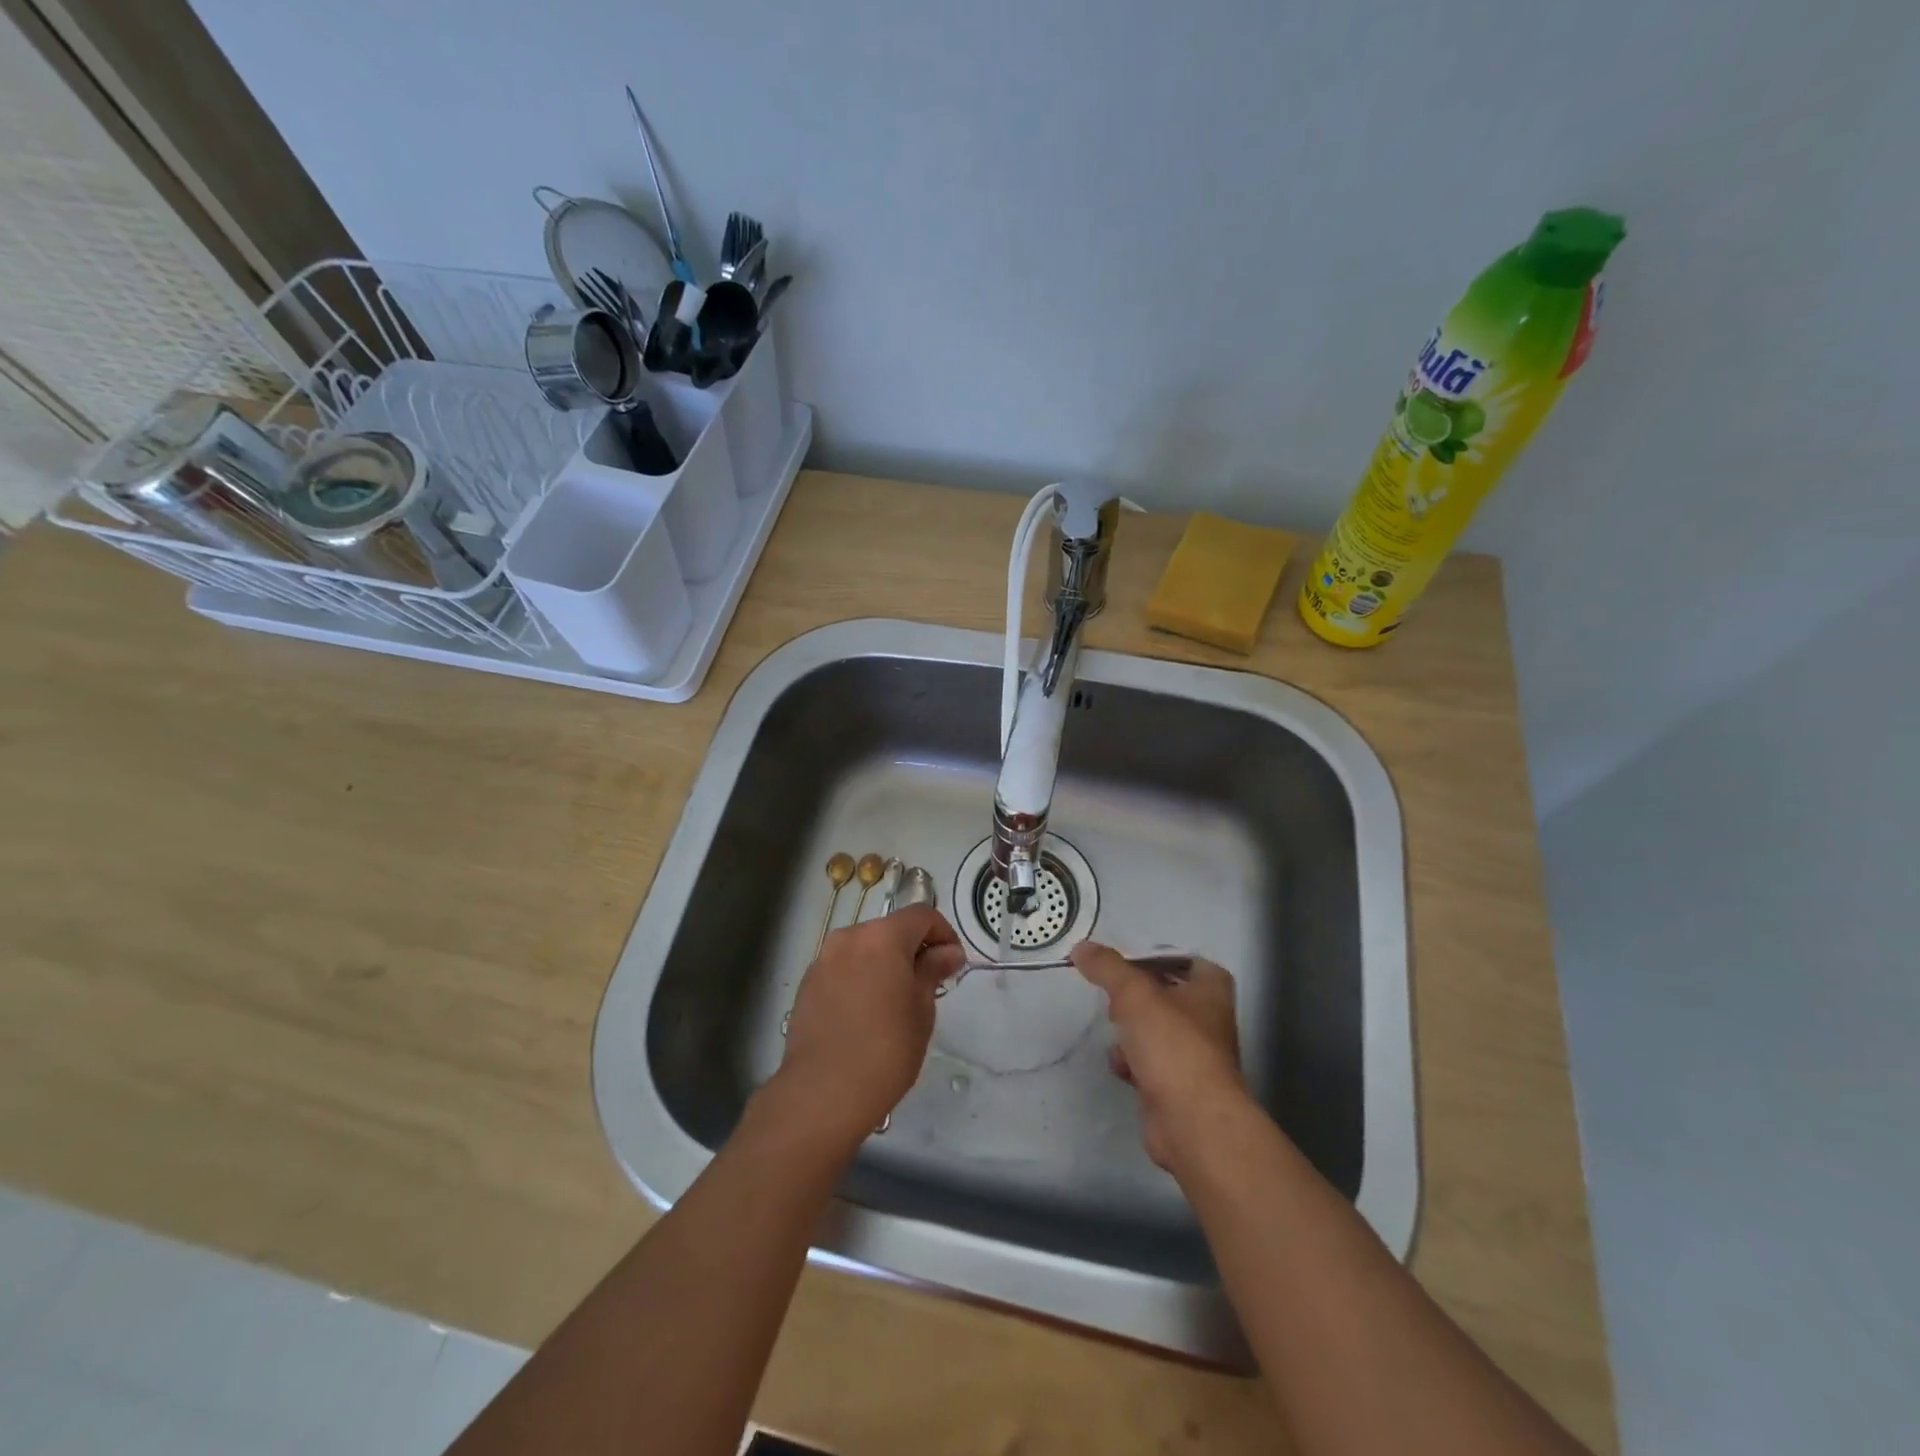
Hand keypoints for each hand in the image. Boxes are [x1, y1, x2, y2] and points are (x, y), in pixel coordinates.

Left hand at [773, 905, 966, 1145]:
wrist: (823, 1092)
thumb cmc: (886, 1049)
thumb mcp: (922, 1009)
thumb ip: (933, 970)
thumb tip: (948, 952)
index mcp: (882, 936)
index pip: (922, 915)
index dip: (943, 934)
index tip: (952, 965)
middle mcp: (849, 937)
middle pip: (890, 929)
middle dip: (912, 949)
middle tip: (927, 986)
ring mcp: (823, 960)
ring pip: (864, 949)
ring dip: (884, 964)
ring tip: (894, 1003)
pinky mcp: (807, 985)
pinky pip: (843, 969)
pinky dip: (860, 979)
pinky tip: (865, 1015)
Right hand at [1072, 943, 1247, 1169]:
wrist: (1192, 1121)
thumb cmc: (1172, 1045)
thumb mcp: (1133, 993)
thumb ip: (1107, 967)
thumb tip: (1081, 947)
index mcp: (1211, 990)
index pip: (1186, 960)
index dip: (1156, 958)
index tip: (1125, 962)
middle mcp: (1208, 1020)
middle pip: (1167, 995)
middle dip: (1137, 996)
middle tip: (1114, 995)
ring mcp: (1195, 1056)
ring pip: (1156, 1031)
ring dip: (1132, 1030)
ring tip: (1113, 1027)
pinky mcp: (1178, 1087)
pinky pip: (1150, 1064)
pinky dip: (1132, 1063)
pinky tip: (1119, 1065)